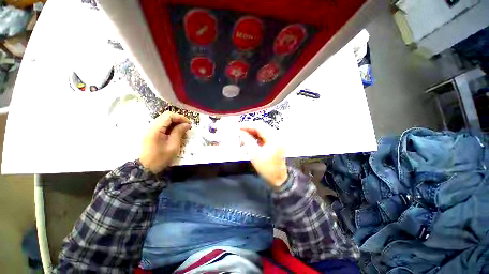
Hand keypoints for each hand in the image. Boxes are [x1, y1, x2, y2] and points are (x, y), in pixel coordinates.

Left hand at [139, 111, 190, 173]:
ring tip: (183, 129)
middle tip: (187, 126)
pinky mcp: (152, 133)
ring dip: (175, 123)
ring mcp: (151, 130)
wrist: (146, 168)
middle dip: (178, 119)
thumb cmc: (160, 158)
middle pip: (166, 116)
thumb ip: (179, 132)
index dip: (180, 117)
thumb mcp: (173, 146)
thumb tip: (187, 124)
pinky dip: (171, 127)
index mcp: (156, 129)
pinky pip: (163, 126)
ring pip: (165, 120)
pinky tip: (176, 132)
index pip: (168, 116)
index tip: (189, 124)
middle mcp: (151, 127)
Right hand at [241, 125, 287, 188]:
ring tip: (244, 134)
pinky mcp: (275, 142)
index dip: (248, 125)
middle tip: (240, 130)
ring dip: (253, 131)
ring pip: (263, 130)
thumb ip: (248, 141)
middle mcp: (276, 136)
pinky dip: (257, 136)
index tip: (239, 127)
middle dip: (250, 128)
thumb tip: (241, 132)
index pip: (259, 127)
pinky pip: (265, 135)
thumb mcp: (255, 154)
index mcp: (273, 139)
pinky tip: (251, 138)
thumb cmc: (266, 168)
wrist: (277, 178)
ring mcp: (277, 139)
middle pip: (262, 127)